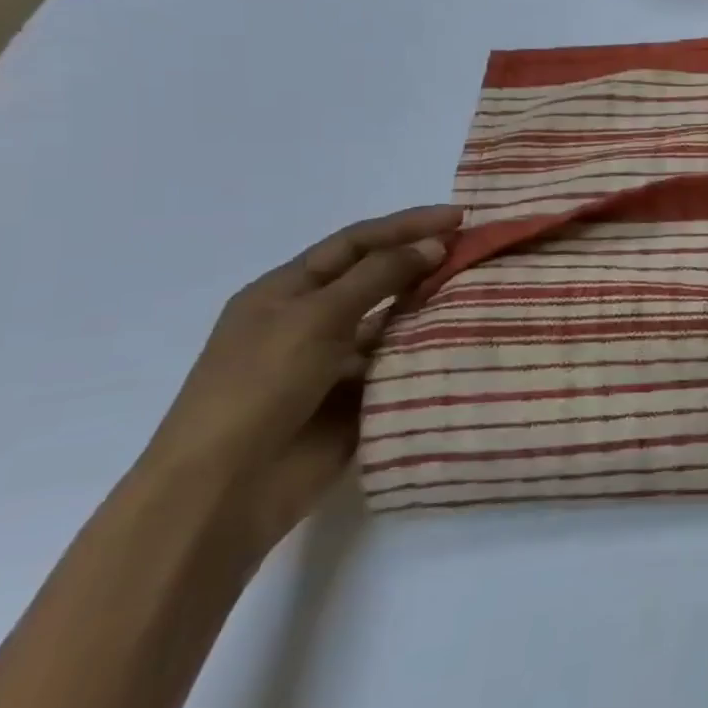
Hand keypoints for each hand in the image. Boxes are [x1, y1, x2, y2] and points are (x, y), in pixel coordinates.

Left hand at [141, 205, 462, 556]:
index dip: (406, 225)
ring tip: (483, 296)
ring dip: (431, 309)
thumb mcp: (316, 317)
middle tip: (479, 254)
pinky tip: (465, 343)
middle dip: (424, 263)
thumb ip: (379, 276)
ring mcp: (334, 362)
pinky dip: (428, 353)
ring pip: (394, 323)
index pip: (355, 243)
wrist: (224, 489)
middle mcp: (310, 321)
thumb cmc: (259, 387)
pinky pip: (400, 365)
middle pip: (377, 279)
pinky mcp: (356, 400)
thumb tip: (435, 243)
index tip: (459, 217)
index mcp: (286, 292)